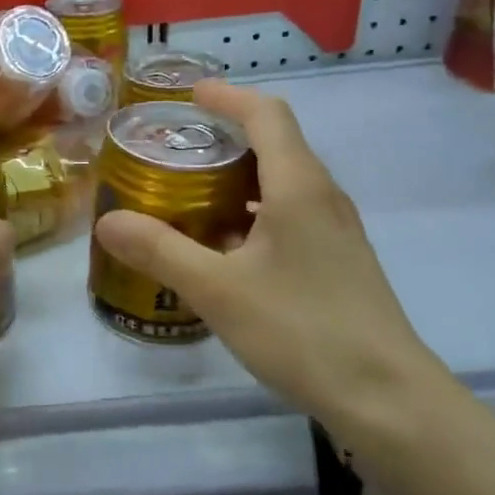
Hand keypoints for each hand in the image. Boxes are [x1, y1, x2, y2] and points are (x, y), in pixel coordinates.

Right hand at [93, 79, 453, 448]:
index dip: (227, 97)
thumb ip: (160, 251)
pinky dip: (253, 212)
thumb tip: (107, 221)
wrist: (387, 398)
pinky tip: (224, 248)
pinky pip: (291, 215)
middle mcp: (323, 196)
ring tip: (190, 195)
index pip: (266, 114)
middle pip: (276, 143)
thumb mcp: (217, 290)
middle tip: (175, 149)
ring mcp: (336, 230)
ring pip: (283, 182)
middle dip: (225, 136)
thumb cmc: (302, 330)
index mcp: (298, 186)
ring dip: (238, 178)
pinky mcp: (338, 260)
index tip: (189, 96)